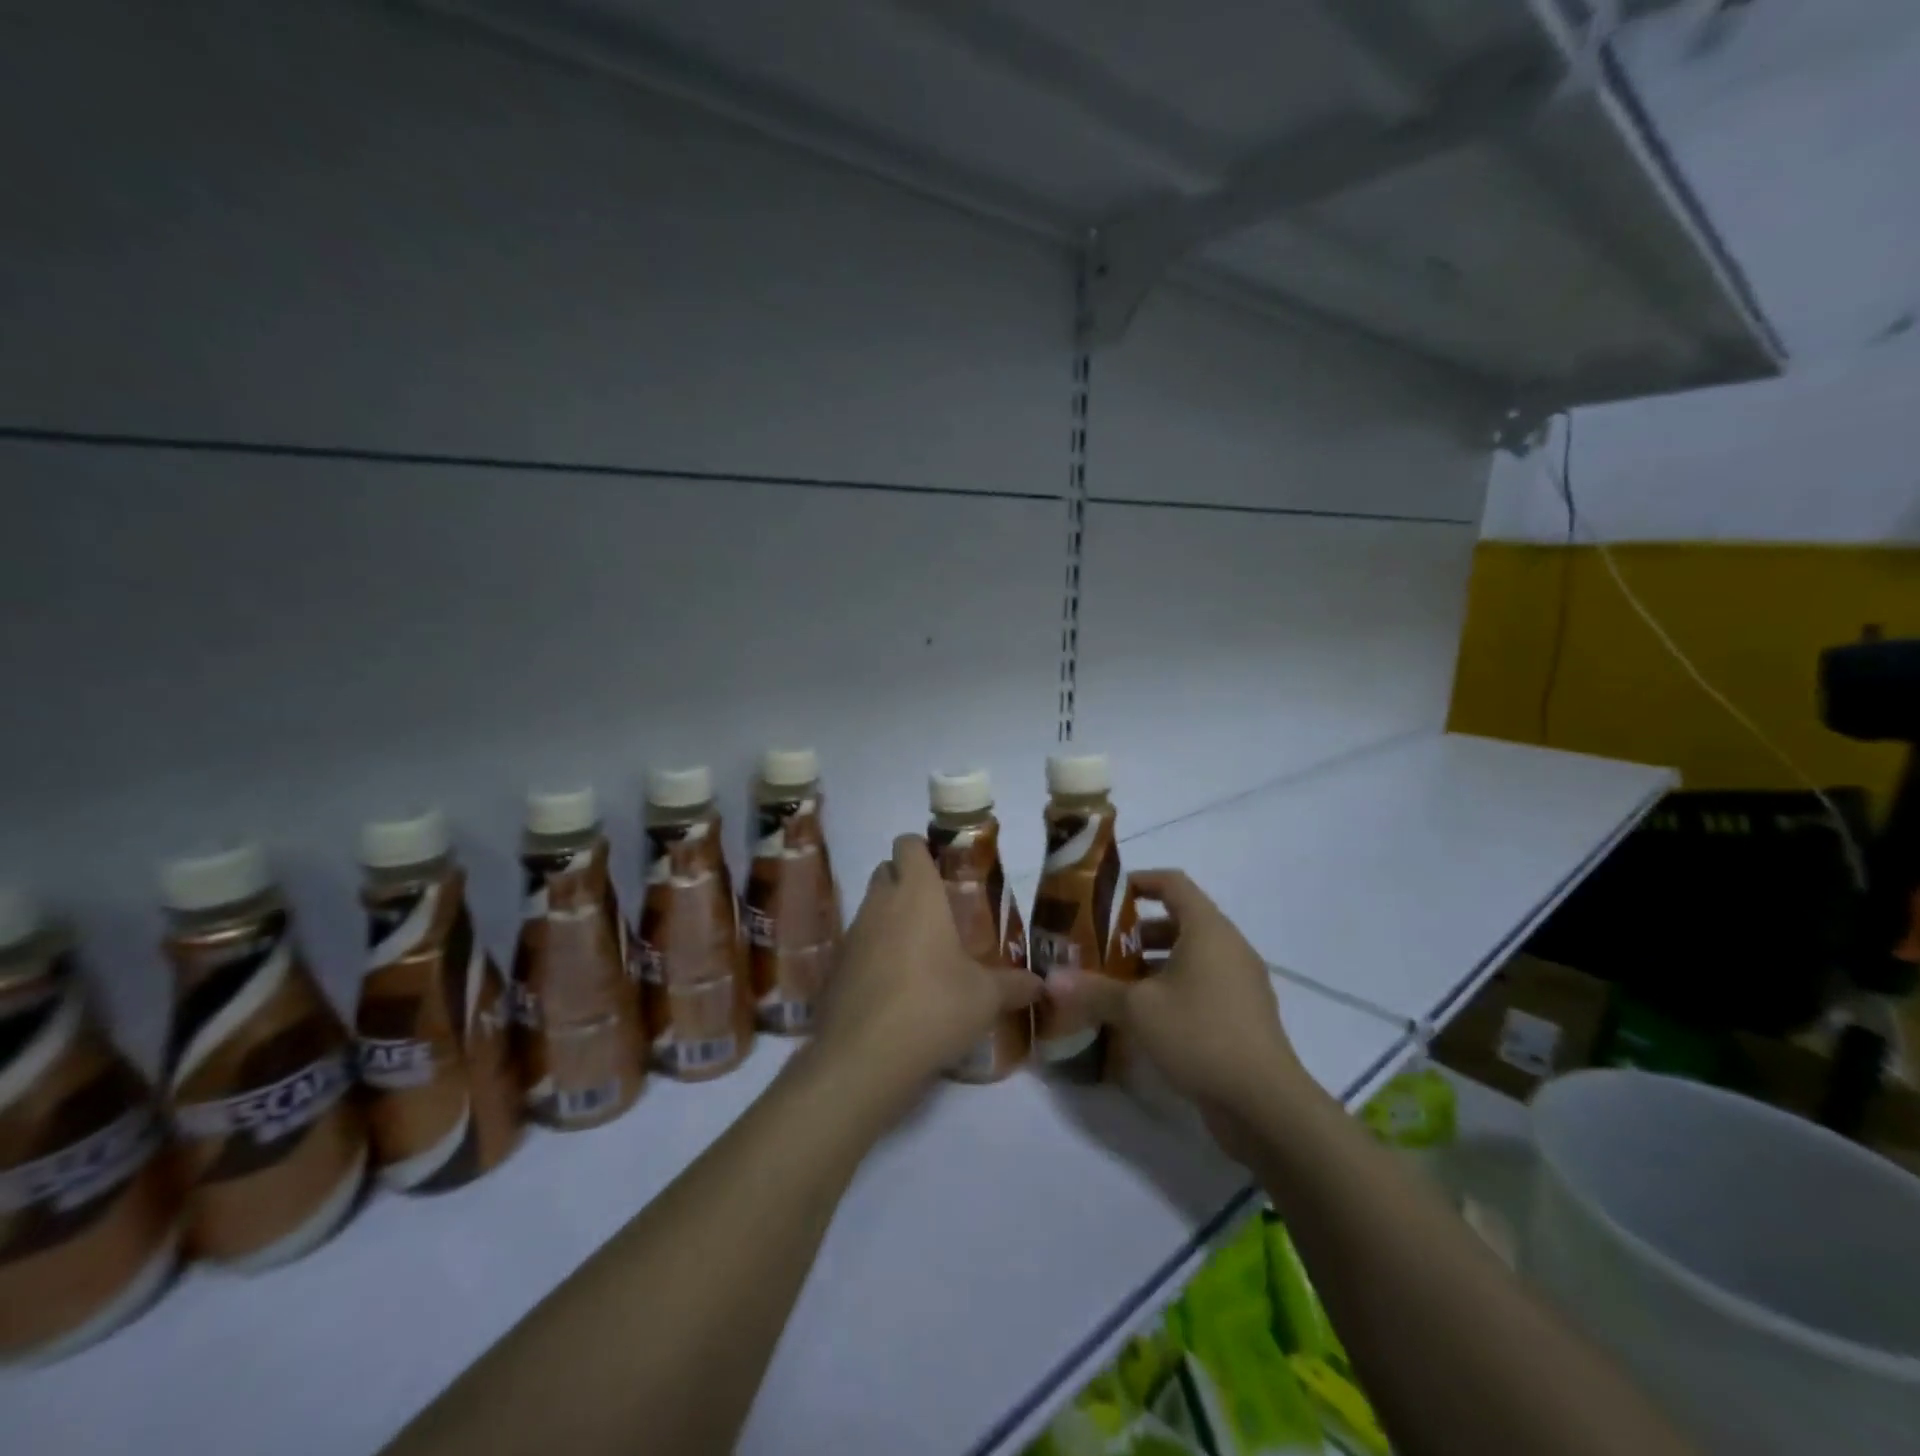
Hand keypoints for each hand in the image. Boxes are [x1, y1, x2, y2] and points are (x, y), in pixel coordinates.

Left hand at [808, 835, 1040, 1124]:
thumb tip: (1042, 985)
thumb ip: (1014, 985)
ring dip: (891, 919)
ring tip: (922, 953)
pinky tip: (897, 987)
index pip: (908, 844)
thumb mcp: (986, 998)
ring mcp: (852, 935)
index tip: (943, 869)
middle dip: (907, 881)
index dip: (922, 849)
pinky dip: (874, 954)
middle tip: (938, 911)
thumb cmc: (934, 1006)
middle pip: (885, 871)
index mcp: (916, 893)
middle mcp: (880, 904)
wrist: (864, 1057)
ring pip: (870, 908)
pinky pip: (858, 945)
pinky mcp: (836, 968)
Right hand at [1044, 870, 1316, 1154]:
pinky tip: (1141, 1019)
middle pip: (1178, 922)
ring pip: (1189, 958)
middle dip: (1136, 931)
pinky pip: (1201, 987)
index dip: (1139, 881)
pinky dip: (1171, 990)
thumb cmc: (1200, 1034)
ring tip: (1112, 983)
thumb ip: (1094, 990)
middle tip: (1098, 946)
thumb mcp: (1137, 1009)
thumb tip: (1050, 980)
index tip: (1105, 896)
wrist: (1265, 1104)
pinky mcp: (1242, 1017)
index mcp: (1208, 930)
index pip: (1172, 883)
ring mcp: (1239, 984)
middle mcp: (1228, 948)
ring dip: (1151, 965)